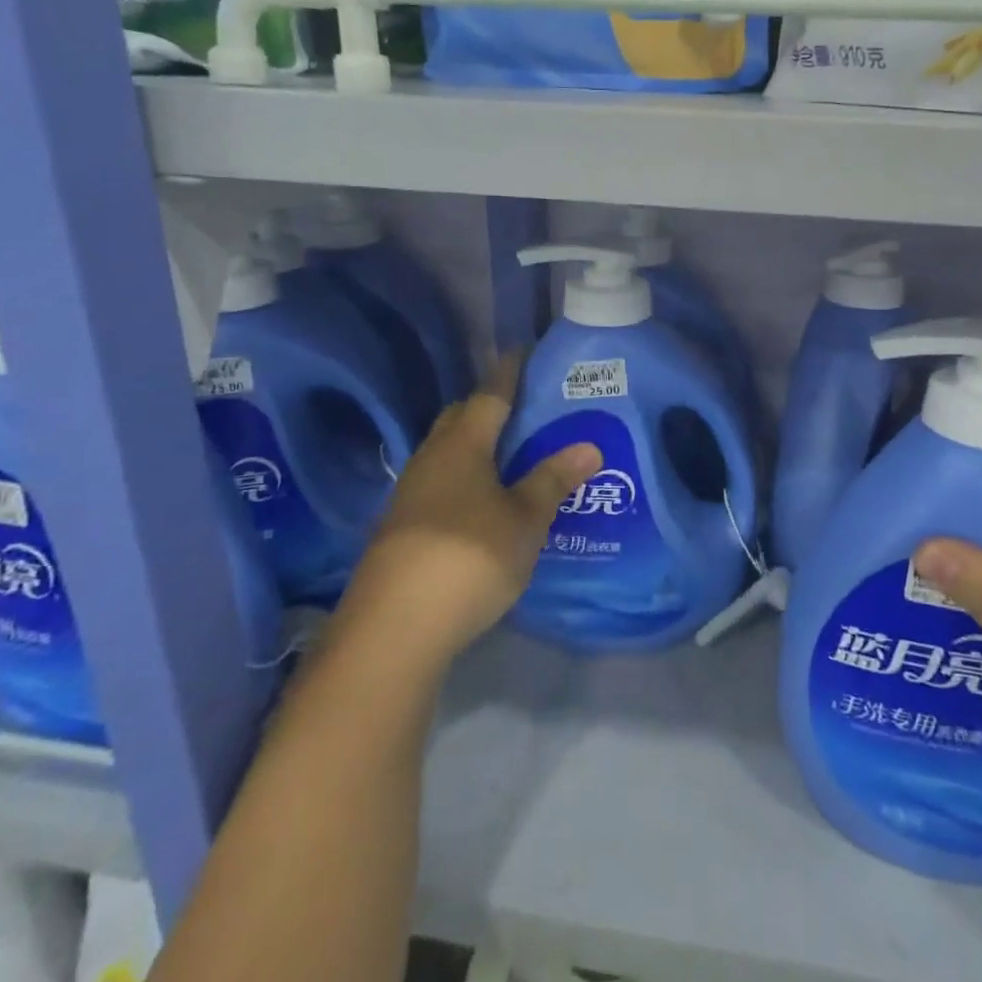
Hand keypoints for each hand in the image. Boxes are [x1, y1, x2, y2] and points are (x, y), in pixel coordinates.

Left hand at [340, 355, 600, 675]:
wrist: (393, 628)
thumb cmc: (469, 557)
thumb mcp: (524, 521)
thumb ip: (552, 481)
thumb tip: (588, 446)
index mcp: (462, 446)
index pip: (489, 395)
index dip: (509, 373)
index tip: (524, 352)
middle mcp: (430, 460)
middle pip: (459, 419)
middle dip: (487, 408)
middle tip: (524, 410)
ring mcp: (408, 495)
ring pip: (444, 453)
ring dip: (473, 447)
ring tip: (507, 457)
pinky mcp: (399, 528)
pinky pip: (437, 484)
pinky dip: (461, 480)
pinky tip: (478, 504)